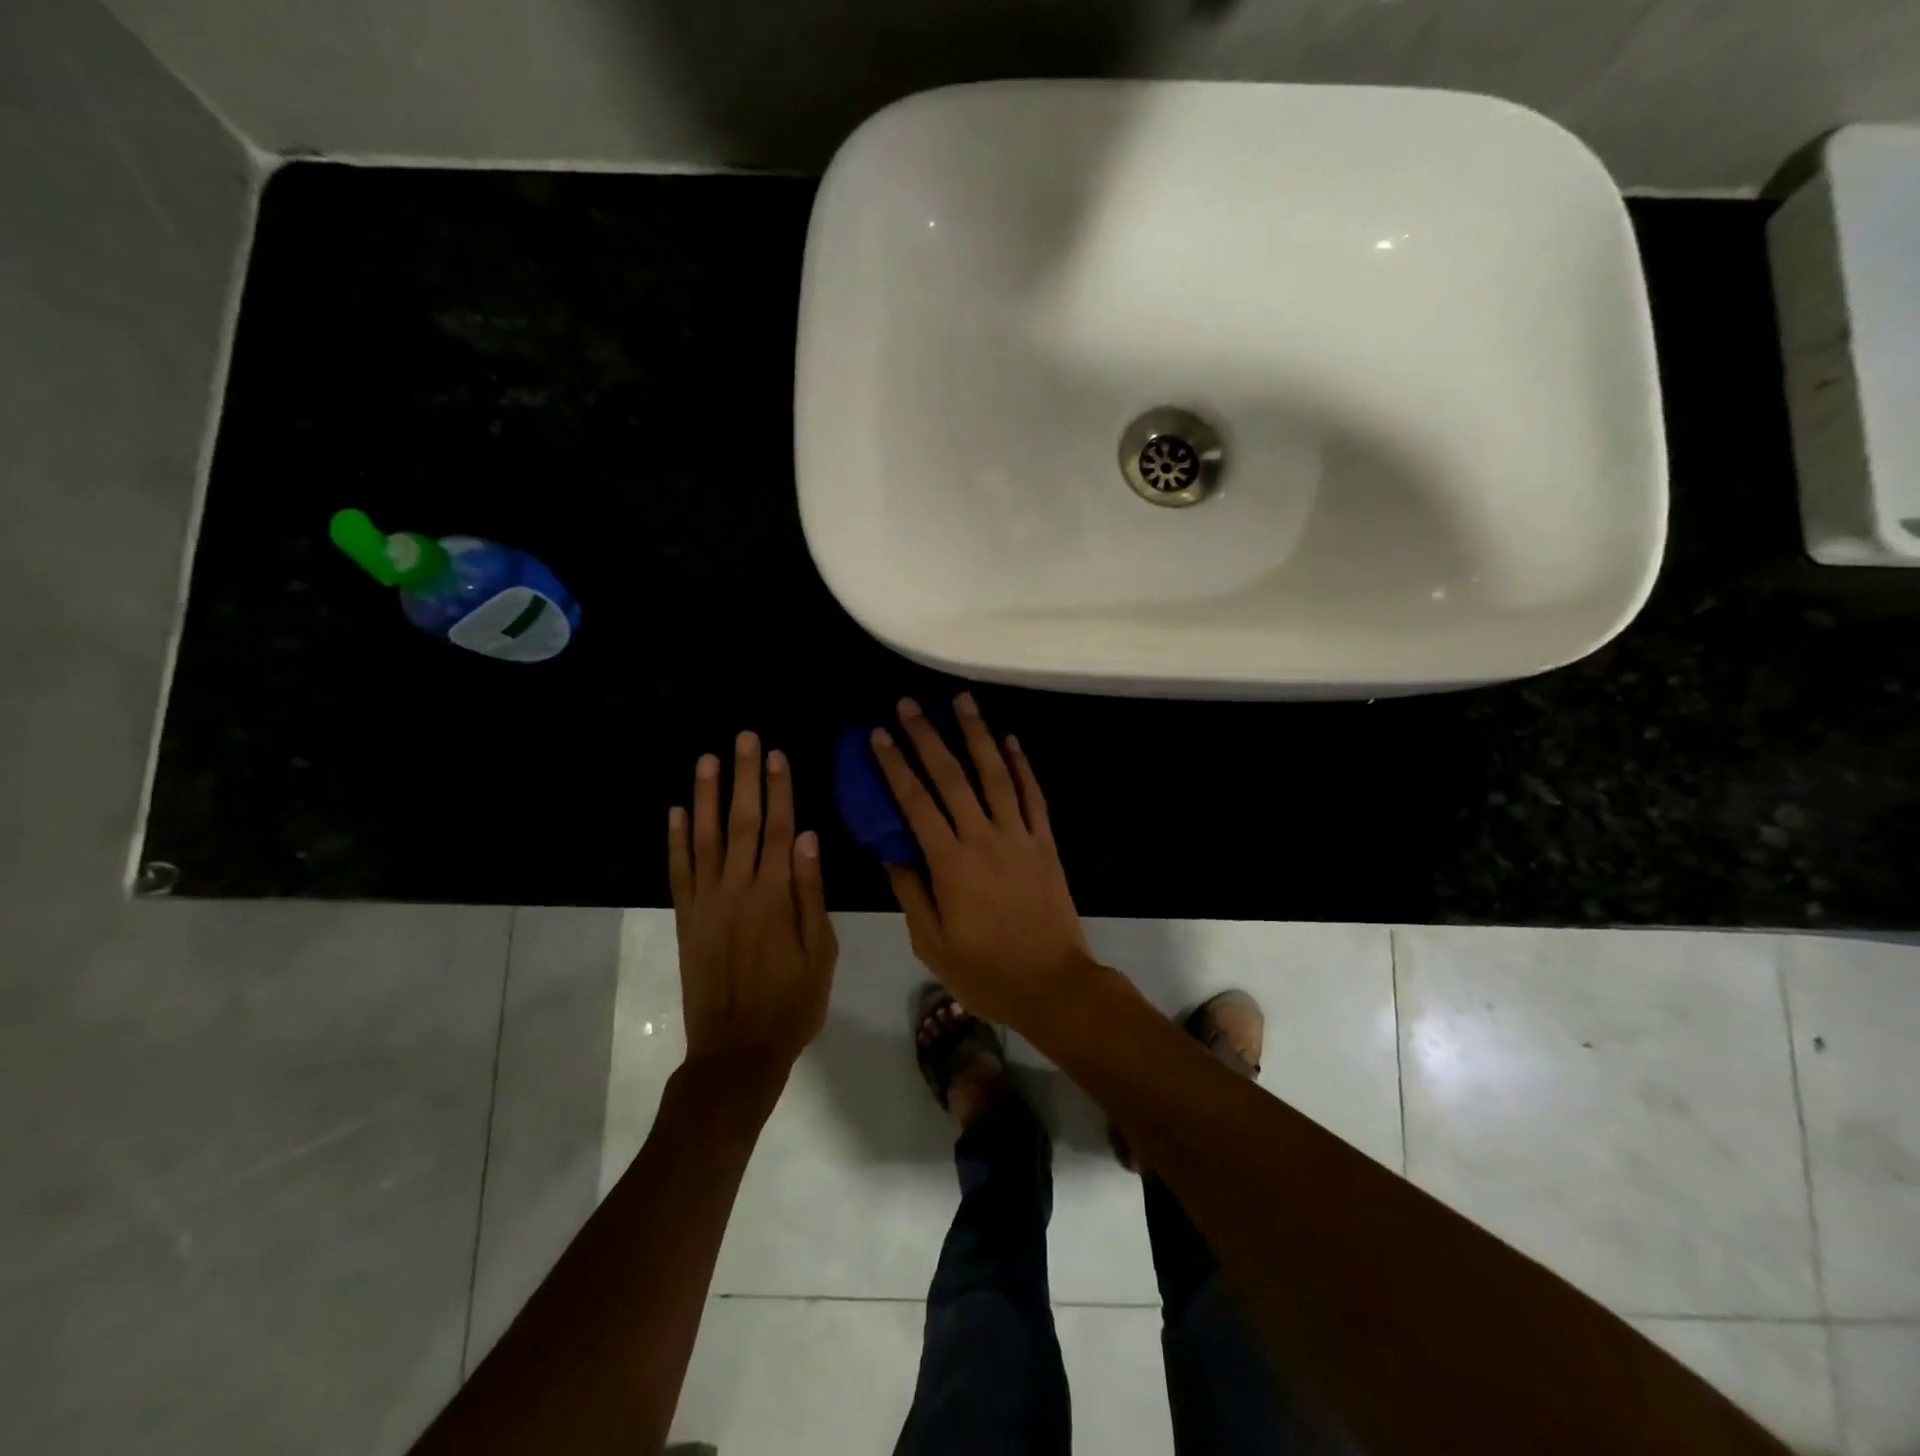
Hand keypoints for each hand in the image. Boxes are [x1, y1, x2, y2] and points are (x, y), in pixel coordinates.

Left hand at [668, 732, 837, 1103]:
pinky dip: (675, 840)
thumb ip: (810, 892)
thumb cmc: (792, 1003)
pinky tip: (674, 812)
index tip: (778, 755)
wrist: (737, 1052)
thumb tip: (808, 837)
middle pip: (741, 822)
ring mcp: (705, 903)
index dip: (779, 789)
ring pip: (703, 838)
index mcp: (774, 895)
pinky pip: (678, 872)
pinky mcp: (685, 920)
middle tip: (744, 739)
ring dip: (704, 796)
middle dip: (744, 777)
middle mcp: (736, 889)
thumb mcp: (820, 952)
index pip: (778, 829)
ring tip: (707, 760)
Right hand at [871, 694, 1094, 1027]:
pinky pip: (1033, 796)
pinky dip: (1023, 766)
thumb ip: (910, 893)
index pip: (916, 802)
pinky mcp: (1046, 842)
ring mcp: (1020, 836)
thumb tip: (890, 852)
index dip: (895, 765)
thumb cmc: (986, 971)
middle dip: (928, 736)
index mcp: (950, 862)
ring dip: (978, 734)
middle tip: (910, 703)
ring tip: (963, 701)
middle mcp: (984, 837)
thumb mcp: (932, 943)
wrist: (1053, 984)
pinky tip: (1011, 741)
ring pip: (996, 774)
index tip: (880, 734)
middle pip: (952, 776)